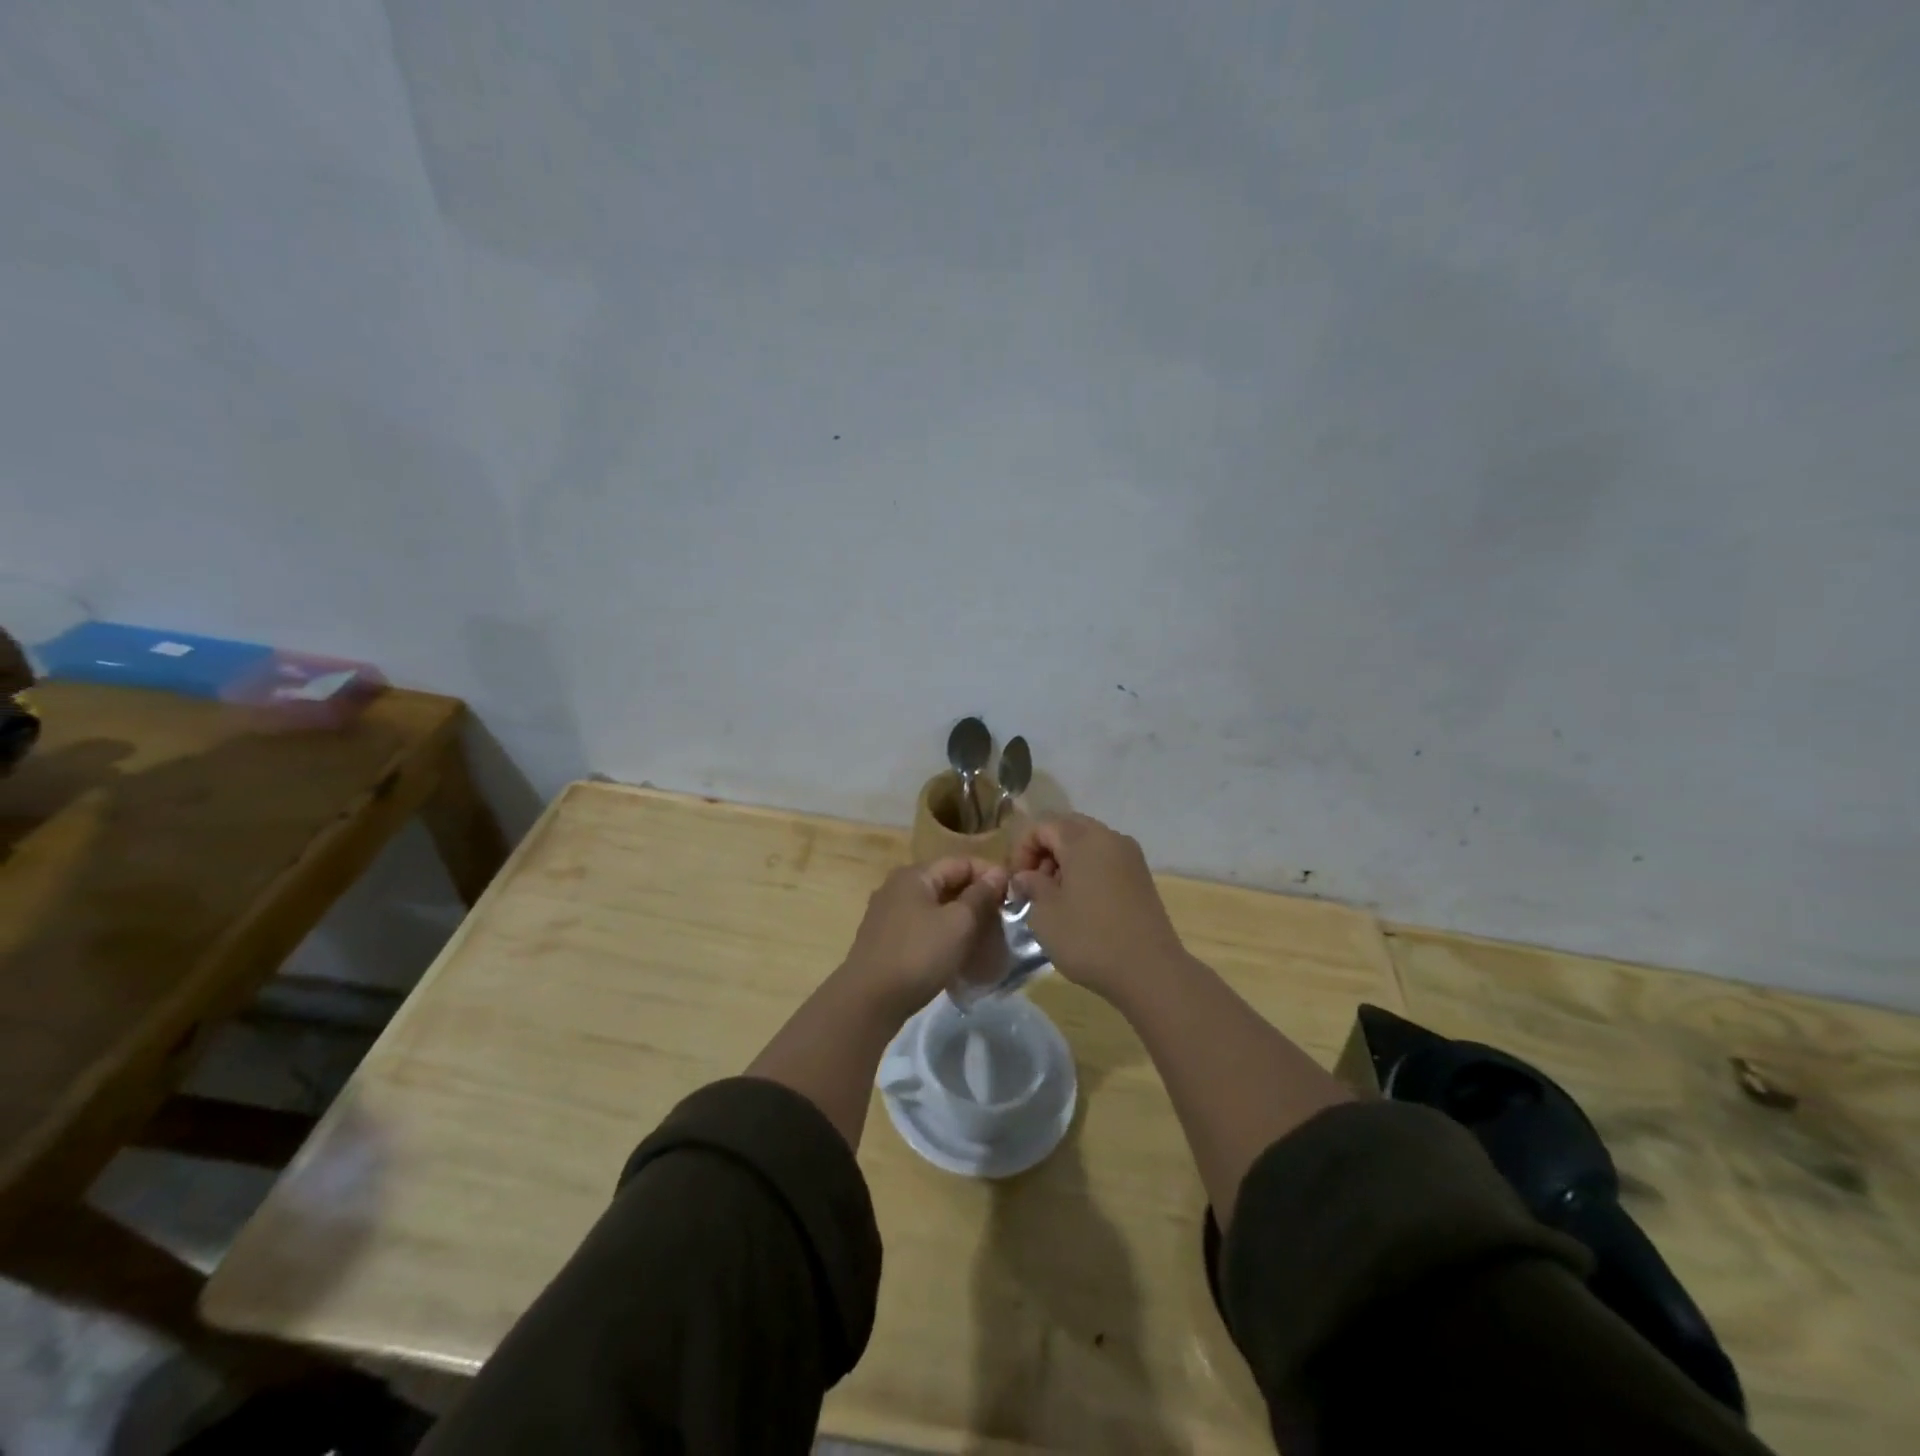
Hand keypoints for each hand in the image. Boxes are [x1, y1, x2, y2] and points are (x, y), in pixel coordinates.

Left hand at [842, 858, 1009, 1018]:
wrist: (868, 1001)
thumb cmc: (918, 955)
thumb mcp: (958, 924)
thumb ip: (980, 896)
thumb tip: (998, 873)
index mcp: (915, 875)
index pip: (961, 862)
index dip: (990, 875)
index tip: (1013, 896)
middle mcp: (898, 887)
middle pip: (946, 883)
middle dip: (976, 898)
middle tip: (1002, 919)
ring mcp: (888, 914)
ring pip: (935, 907)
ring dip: (961, 918)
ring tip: (984, 938)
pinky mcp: (885, 939)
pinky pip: (922, 927)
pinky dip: (943, 934)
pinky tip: (956, 954)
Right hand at [1011, 813, 1187, 1000]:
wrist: (1150, 971)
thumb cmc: (1090, 939)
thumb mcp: (1046, 914)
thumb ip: (1031, 886)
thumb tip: (1026, 876)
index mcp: (1083, 839)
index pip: (1042, 826)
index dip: (1021, 850)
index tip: (1016, 882)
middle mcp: (1109, 837)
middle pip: (1066, 828)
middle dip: (1044, 851)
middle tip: (1034, 885)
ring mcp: (1130, 856)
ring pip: (1088, 843)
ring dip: (1065, 861)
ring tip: (1055, 897)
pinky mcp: (1141, 876)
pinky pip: (1105, 859)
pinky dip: (1086, 870)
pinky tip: (1080, 903)